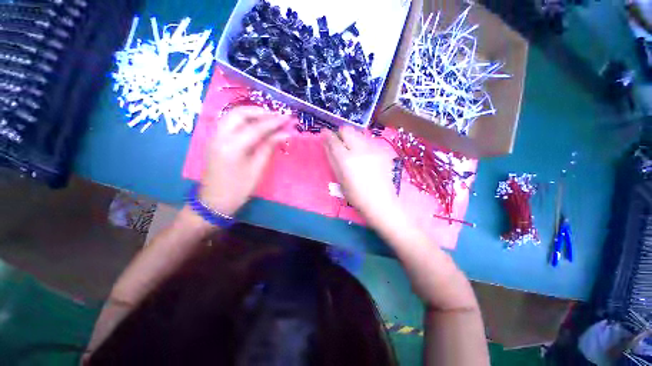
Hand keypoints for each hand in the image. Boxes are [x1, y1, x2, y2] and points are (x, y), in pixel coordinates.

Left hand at [200, 107, 291, 215]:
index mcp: (232, 147)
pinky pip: (229, 122)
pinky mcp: (215, 140)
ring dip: (251, 113)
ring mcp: (214, 136)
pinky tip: (255, 124)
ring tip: (268, 118)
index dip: (274, 121)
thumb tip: (284, 134)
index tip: (288, 117)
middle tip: (277, 116)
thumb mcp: (257, 170)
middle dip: (260, 111)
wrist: (214, 201)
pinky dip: (244, 119)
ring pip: (232, 115)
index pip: (257, 127)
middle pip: (239, 113)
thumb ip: (269, 148)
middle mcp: (220, 136)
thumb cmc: (238, 189)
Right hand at [323, 126, 399, 220]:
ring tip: (353, 150)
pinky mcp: (383, 151)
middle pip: (347, 130)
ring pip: (359, 133)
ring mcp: (374, 148)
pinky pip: (369, 141)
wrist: (380, 201)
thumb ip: (332, 158)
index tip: (325, 133)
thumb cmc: (355, 194)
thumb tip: (326, 143)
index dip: (328, 135)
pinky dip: (364, 144)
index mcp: (346, 159)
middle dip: (341, 134)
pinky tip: (366, 155)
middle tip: (340, 143)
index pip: (334, 140)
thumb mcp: (339, 178)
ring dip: (353, 138)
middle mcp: (360, 149)